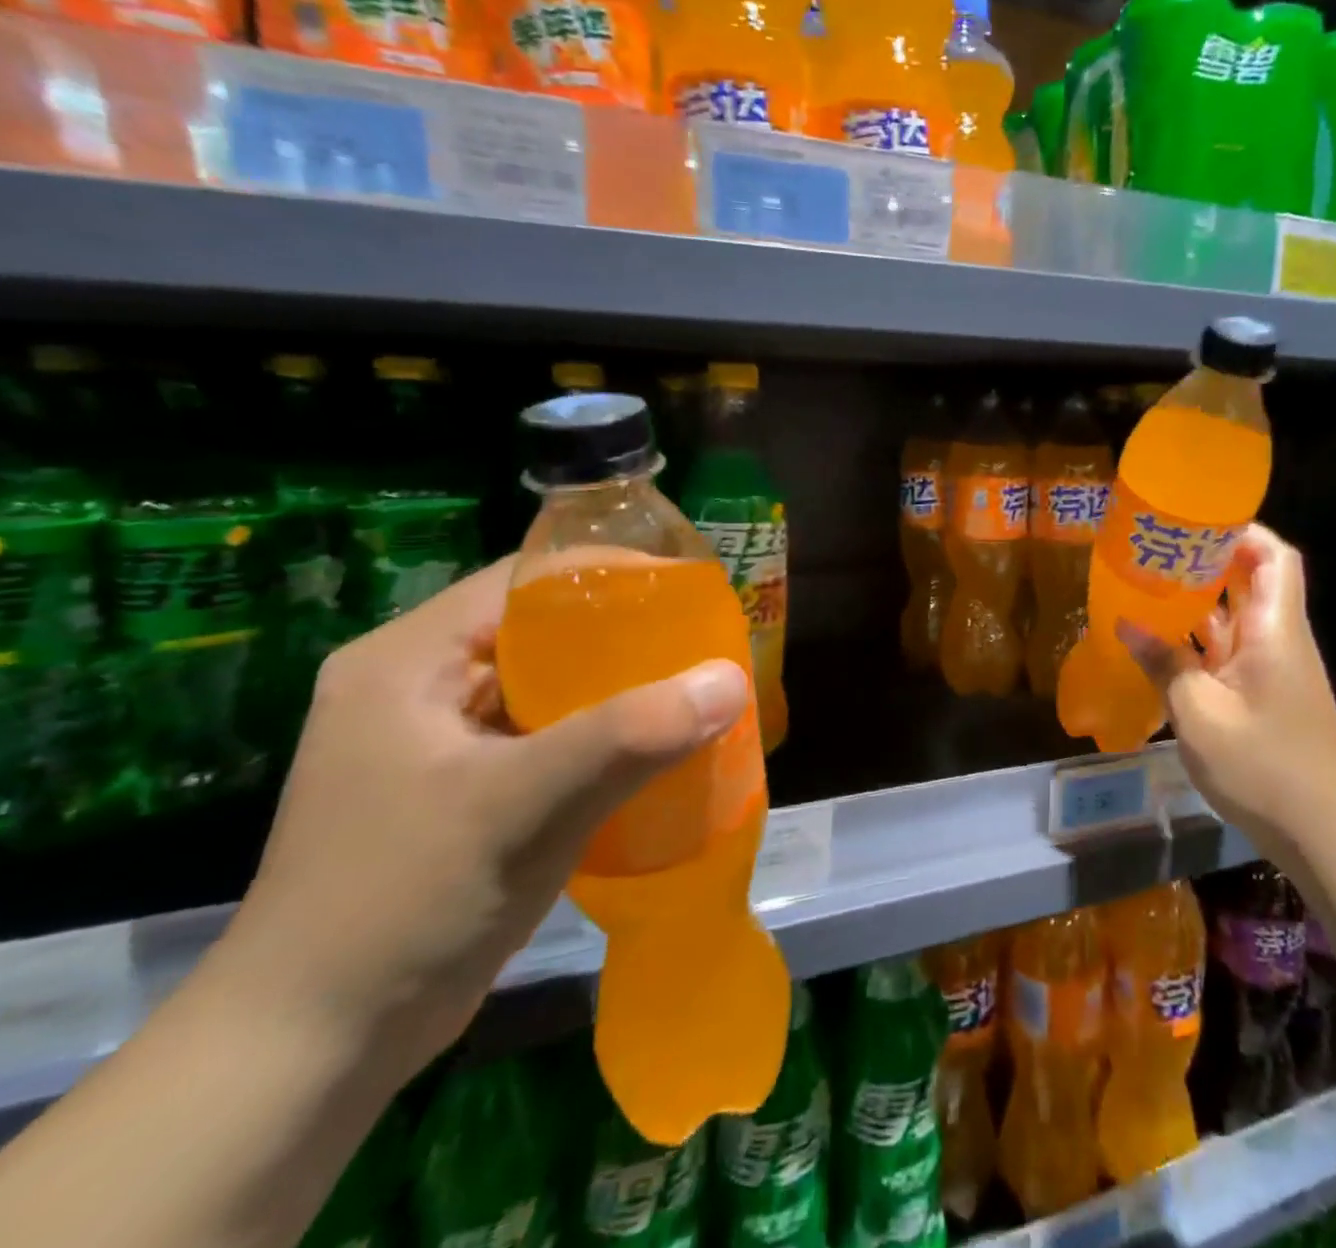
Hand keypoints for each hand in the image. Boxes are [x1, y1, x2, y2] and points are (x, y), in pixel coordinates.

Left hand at [216, 559, 749, 1078]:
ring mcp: (436, 743)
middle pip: (539, 632)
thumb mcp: (524, 805)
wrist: (312, 1053)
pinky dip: (598, 738)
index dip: (607, 574)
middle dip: (624, 637)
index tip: (685, 592)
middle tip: (700, 644)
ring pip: (547, 688)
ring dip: (616, 690)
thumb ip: (631, 735)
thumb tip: (731, 679)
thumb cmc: (404, 902)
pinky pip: (545, 738)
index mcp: (407, 659)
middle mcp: (416, 686)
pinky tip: (651, 751)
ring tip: (689, 689)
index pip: (522, 581)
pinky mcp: (459, 791)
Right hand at [1123, 525, 1335, 848]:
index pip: (1273, 557)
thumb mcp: (1199, 712)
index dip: (1242, 532)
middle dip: (1208, 562)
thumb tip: (1126, 625)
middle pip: (1253, 581)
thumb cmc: (1262, 765)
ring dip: (1199, 603)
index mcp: (1275, 630)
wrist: (1321, 833)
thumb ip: (1163, 663)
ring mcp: (1273, 669)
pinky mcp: (1265, 695)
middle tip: (1157, 552)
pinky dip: (1200, 642)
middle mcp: (1279, 639)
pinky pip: (1230, 652)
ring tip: (1149, 589)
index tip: (1195, 524)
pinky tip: (1162, 645)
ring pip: (1237, 618)